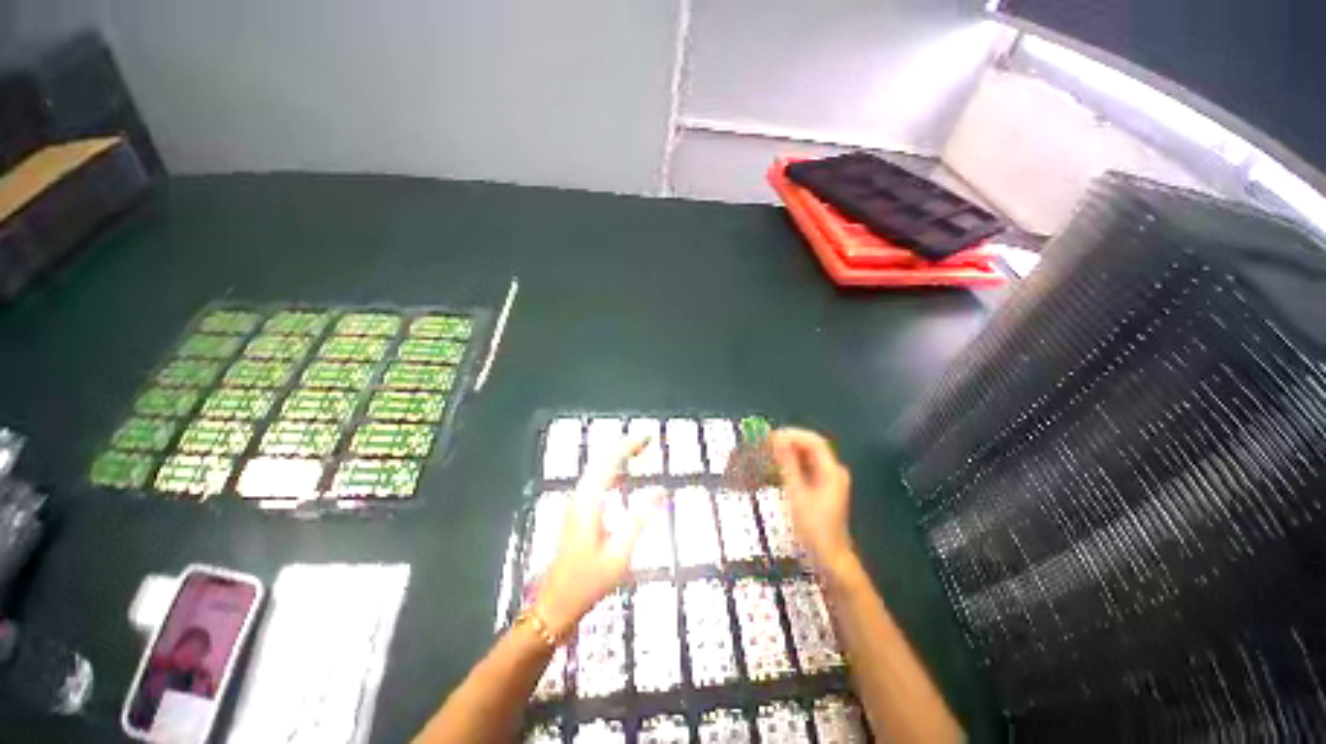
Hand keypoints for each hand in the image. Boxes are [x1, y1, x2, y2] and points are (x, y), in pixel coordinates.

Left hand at [535, 437, 664, 635]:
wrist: (558, 603)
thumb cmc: (589, 582)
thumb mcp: (620, 554)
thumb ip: (640, 521)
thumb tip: (661, 491)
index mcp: (587, 505)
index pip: (606, 464)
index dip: (626, 447)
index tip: (649, 437)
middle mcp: (577, 501)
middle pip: (598, 464)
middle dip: (621, 449)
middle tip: (647, 442)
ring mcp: (574, 510)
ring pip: (594, 475)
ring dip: (615, 462)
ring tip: (639, 454)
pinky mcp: (576, 520)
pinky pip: (593, 487)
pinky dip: (609, 477)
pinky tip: (621, 482)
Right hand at [770, 428, 854, 574]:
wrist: (829, 556)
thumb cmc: (813, 529)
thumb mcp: (797, 496)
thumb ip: (788, 467)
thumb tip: (779, 442)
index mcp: (832, 471)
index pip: (813, 441)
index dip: (792, 435)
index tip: (770, 437)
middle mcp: (834, 473)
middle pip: (812, 449)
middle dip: (789, 445)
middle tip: (765, 447)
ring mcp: (831, 483)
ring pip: (810, 461)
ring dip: (790, 457)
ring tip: (768, 458)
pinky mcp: (825, 493)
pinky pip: (809, 473)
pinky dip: (794, 470)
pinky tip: (779, 474)